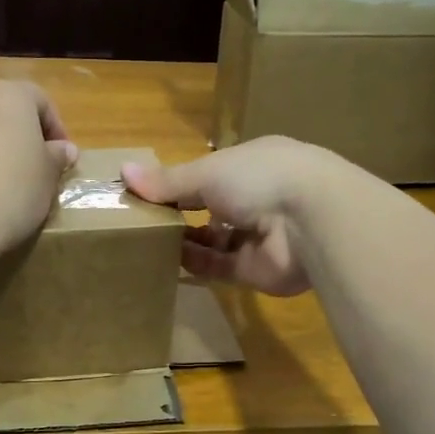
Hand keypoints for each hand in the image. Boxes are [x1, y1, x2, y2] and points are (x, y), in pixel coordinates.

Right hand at [123, 136, 344, 296]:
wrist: (311, 221)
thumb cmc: (258, 178)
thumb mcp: (206, 172)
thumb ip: (167, 181)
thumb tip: (123, 172)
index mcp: (251, 164)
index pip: (208, 173)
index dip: (178, 182)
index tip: (145, 192)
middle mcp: (257, 197)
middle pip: (210, 207)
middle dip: (179, 213)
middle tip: (139, 221)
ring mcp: (258, 235)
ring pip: (213, 239)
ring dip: (183, 241)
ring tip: (145, 242)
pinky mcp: (255, 269)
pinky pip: (218, 267)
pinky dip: (194, 263)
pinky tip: (165, 261)